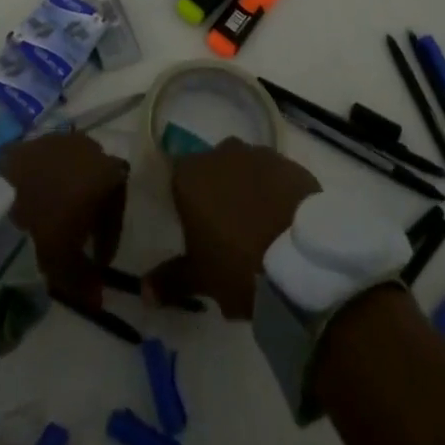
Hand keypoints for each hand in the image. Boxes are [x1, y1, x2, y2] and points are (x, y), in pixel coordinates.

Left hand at [0, 132, 128, 310]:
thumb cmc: (43, 240)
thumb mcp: (70, 269)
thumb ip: (89, 282)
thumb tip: (98, 300)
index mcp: (103, 172)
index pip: (119, 195)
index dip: (111, 228)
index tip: (99, 258)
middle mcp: (82, 147)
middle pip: (96, 170)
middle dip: (91, 198)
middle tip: (80, 230)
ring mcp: (50, 140)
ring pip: (67, 160)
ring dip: (65, 184)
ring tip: (52, 214)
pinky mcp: (22, 143)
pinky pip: (40, 159)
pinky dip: (40, 177)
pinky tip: (28, 201)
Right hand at [145, 139, 318, 317]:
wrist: (301, 259)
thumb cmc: (238, 265)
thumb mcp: (201, 278)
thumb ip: (170, 280)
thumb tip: (143, 291)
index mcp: (190, 175)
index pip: (177, 177)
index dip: (184, 201)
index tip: (193, 228)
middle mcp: (221, 152)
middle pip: (212, 169)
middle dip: (216, 193)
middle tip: (224, 231)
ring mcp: (258, 153)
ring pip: (244, 170)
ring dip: (246, 190)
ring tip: (257, 228)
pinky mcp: (290, 163)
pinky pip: (274, 176)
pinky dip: (274, 192)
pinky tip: (282, 221)